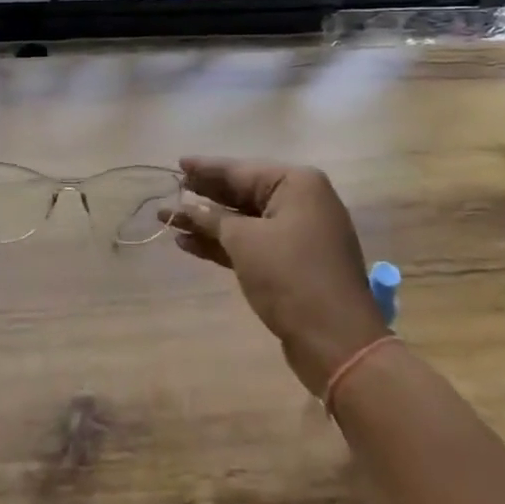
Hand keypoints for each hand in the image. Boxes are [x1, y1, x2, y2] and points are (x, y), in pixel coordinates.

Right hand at [163, 157, 387, 394]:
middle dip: (204, 196)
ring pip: (244, 221)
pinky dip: (223, 244)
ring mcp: (298, 234)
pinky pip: (252, 243)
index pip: (241, 170)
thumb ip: (213, 219)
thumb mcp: (245, 242)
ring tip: (168, 220)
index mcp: (297, 184)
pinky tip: (189, 243)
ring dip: (207, 223)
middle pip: (242, 193)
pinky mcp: (292, 263)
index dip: (206, 168)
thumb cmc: (291, 276)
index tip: (178, 162)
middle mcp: (301, 202)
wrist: (336, 341)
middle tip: (171, 190)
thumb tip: (187, 206)